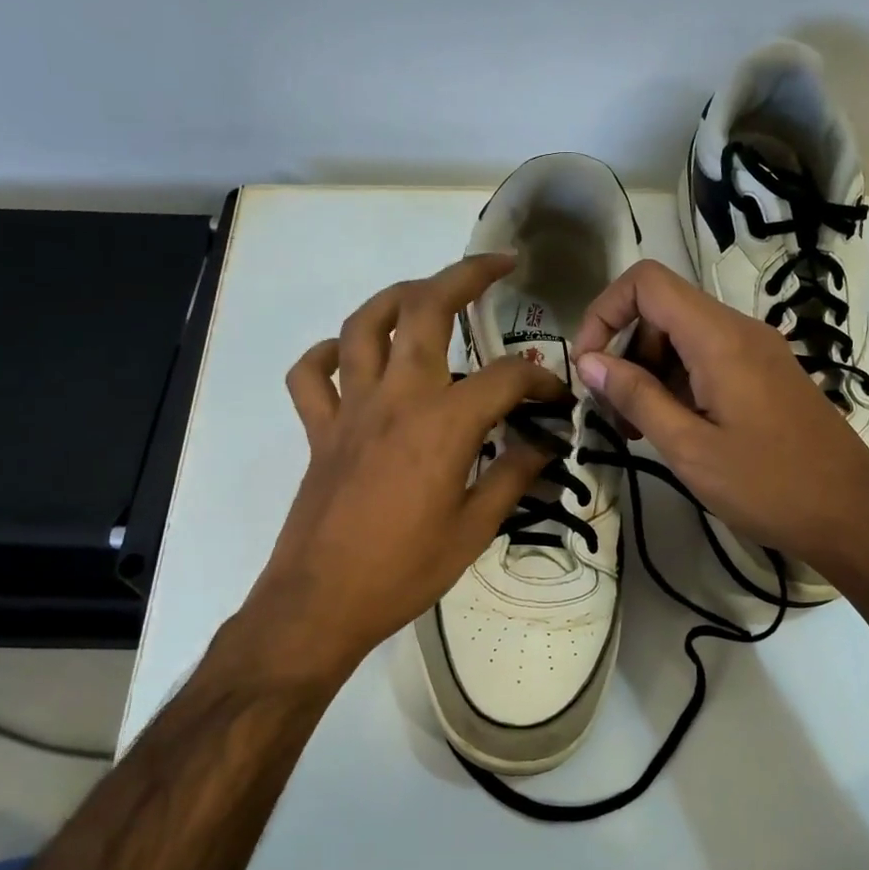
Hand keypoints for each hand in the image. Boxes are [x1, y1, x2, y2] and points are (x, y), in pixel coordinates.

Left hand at [238, 254, 565, 686]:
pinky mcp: (320, 430)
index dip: (541, 379)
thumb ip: (513, 476)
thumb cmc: (404, 571)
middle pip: (425, 311)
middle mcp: (396, 398)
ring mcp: (351, 409)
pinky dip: (327, 354)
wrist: (321, 604)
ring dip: (397, 297)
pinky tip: (349, 356)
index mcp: (443, 424)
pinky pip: (311, 375)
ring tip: (426, 292)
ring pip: (363, 326)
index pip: (506, 376)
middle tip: (498, 265)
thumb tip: (543, 445)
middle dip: (465, 276)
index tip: (557, 397)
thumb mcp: (475, 528)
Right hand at [572, 259, 868, 578]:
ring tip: (638, 431)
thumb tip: (589, 361)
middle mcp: (740, 330)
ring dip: (649, 373)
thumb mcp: (689, 447)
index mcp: (719, 338)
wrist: (853, 515)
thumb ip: (636, 397)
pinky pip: (709, 360)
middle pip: (662, 311)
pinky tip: (674, 430)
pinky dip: (678, 384)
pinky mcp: (767, 376)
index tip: (588, 365)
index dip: (604, 311)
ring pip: (683, 338)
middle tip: (612, 413)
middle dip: (625, 352)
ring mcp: (758, 352)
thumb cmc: (768, 485)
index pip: (646, 283)